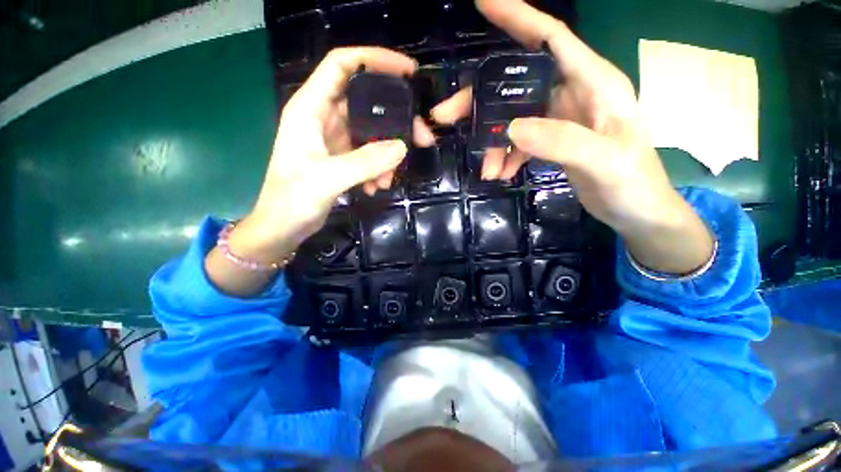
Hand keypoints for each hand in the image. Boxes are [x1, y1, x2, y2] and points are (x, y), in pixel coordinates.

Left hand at [233, 47, 435, 265]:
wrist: (282, 227)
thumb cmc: (291, 200)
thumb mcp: (327, 179)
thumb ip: (364, 162)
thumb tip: (402, 147)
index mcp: (310, 108)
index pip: (343, 65)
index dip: (375, 59)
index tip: (408, 71)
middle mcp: (323, 118)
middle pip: (367, 103)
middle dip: (395, 120)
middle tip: (420, 138)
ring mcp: (334, 139)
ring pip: (372, 133)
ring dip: (387, 155)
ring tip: (389, 179)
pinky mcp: (342, 158)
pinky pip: (369, 154)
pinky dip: (378, 168)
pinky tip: (377, 187)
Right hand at [432, 0, 712, 273]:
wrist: (636, 210)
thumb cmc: (633, 184)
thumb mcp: (605, 162)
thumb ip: (563, 141)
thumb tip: (513, 128)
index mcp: (594, 83)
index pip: (551, 38)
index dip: (518, 17)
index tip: (482, 2)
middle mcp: (574, 93)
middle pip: (517, 82)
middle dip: (481, 99)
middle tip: (447, 116)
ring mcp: (560, 117)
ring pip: (513, 115)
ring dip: (493, 140)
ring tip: (487, 169)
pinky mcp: (552, 139)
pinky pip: (519, 139)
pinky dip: (506, 154)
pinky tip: (502, 172)